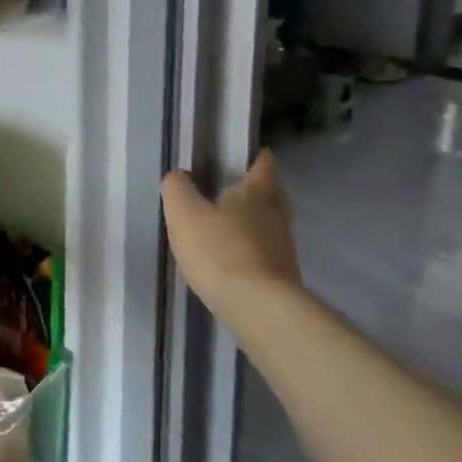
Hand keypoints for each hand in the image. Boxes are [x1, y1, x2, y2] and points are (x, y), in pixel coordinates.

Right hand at [160, 151, 301, 319]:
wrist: (257, 307)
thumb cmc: (219, 250)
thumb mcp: (183, 213)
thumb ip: (177, 188)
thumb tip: (178, 176)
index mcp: (255, 194)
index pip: (263, 166)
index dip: (257, 158)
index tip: (251, 154)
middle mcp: (276, 216)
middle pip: (276, 196)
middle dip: (262, 191)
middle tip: (241, 191)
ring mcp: (284, 248)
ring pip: (273, 226)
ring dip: (257, 224)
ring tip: (231, 229)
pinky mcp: (283, 277)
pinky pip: (267, 254)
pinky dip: (253, 252)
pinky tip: (233, 261)